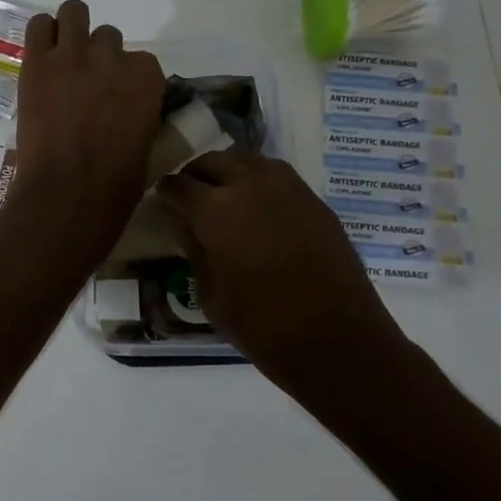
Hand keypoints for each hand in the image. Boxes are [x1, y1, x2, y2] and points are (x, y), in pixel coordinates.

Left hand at [12, 0, 164, 254]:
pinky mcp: (38, 61)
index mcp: (147, 77)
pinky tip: (41, 55)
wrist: (67, 191)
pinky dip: (42, 34)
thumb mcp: (148, 144)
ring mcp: (73, 54)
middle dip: (98, 56)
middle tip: (84, 83)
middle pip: (107, 37)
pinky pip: (39, 26)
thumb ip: (143, 113)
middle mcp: (113, 56)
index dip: (125, 77)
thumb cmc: (115, 183)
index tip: (115, 97)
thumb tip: (132, 110)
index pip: (140, 60)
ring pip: (74, 13)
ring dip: (71, 30)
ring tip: (62, 57)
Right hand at [157, 150, 408, 388]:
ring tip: (224, 195)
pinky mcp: (313, 199)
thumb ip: (194, 251)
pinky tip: (258, 206)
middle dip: (195, 175)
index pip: (178, 185)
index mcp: (214, 210)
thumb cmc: (262, 327)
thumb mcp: (210, 295)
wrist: (338, 341)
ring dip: (228, 171)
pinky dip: (258, 180)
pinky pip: (276, 174)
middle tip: (190, 197)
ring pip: (246, 159)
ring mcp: (286, 188)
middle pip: (211, 161)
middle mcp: (248, 186)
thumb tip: (185, 226)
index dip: (166, 192)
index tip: (162, 202)